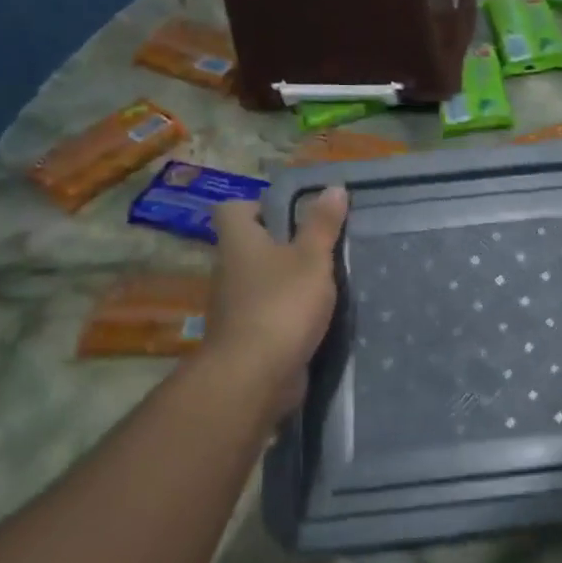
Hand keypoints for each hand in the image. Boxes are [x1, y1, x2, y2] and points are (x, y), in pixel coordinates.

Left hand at [201, 188, 348, 415]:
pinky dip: (288, 311)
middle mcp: (228, 270)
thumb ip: (322, 225)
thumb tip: (332, 187)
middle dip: (282, 244)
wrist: (254, 375)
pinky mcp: (247, 336)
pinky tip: (317, 315)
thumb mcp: (312, 259)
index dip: (258, 205)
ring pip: (260, 281)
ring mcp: (234, 306)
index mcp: (238, 242)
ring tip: (327, 280)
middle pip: (250, 246)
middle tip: (322, 245)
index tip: (293, 213)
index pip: (232, 209)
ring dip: (286, 280)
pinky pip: (268, 312)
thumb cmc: (282, 304)